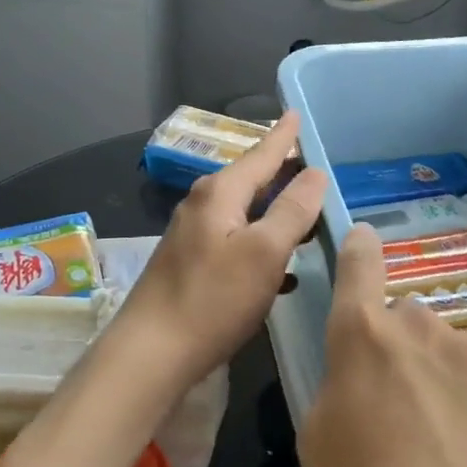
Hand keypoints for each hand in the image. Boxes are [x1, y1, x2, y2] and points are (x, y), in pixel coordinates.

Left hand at [112, 111, 327, 394]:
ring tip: (308, 213)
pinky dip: (263, 242)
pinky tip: (284, 267)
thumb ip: (292, 210)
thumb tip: (314, 172)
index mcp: (220, 193)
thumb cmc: (212, 299)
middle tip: (315, 164)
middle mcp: (203, 204)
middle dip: (283, 171)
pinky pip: (237, 239)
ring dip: (276, 210)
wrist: (150, 354)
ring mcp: (194, 235)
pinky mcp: (192, 263)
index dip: (283, 135)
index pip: (261, 154)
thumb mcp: (264, 252)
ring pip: (245, 211)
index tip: (297, 112)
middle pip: (252, 179)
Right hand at [298, 225, 466, 466]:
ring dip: (441, 378)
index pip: (359, 264)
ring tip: (449, 447)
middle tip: (401, 412)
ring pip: (447, 349)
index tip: (362, 240)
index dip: (358, 249)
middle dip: (399, 350)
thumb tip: (362, 368)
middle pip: (404, 320)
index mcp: (364, 337)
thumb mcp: (318, 446)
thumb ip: (336, 382)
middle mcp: (421, 326)